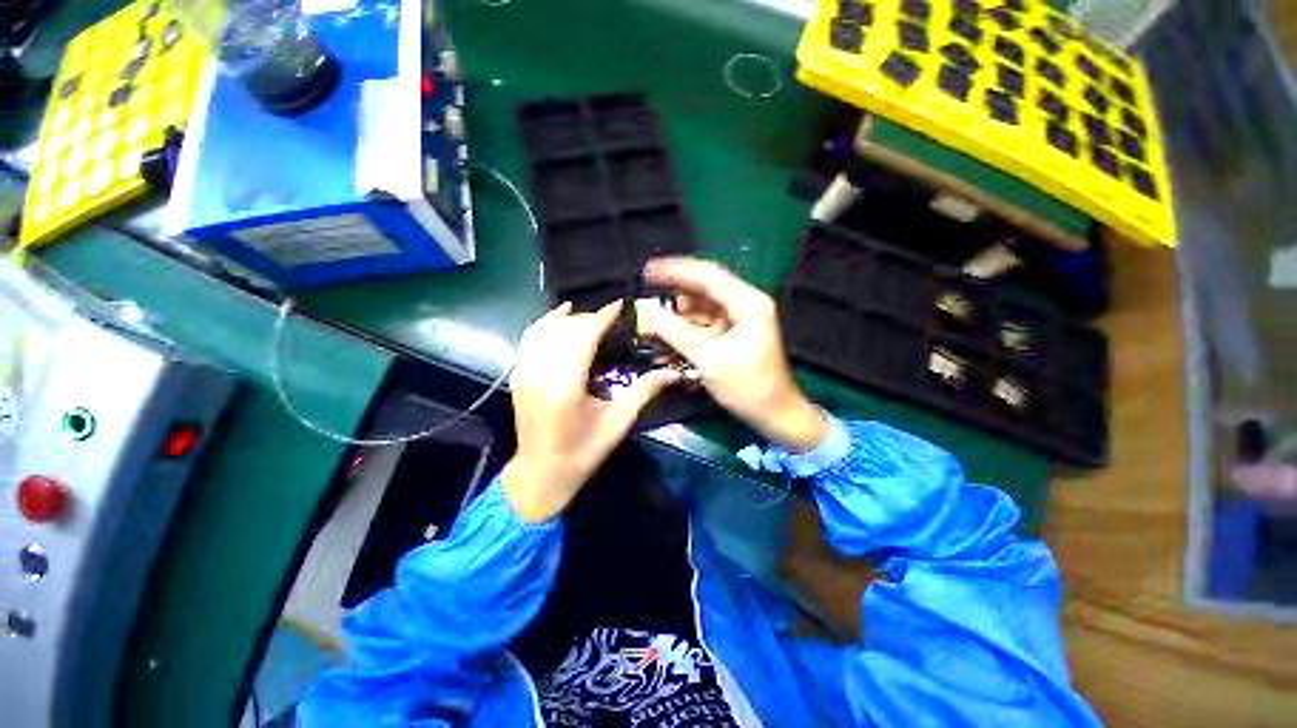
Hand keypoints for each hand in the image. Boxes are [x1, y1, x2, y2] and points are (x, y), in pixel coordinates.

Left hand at [502, 300, 679, 522]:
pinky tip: (560, 319)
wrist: (540, 473)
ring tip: (589, 320)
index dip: (602, 316)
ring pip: (544, 327)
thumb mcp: (617, 424)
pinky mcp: (517, 374)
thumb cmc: (582, 452)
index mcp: (567, 386)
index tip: (619, 305)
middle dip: (589, 318)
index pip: (584, 336)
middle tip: (610, 321)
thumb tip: (672, 373)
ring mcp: (524, 372)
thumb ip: (643, 393)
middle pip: (566, 328)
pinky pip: (529, 337)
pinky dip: (545, 323)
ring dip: (568, 319)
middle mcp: (541, 372)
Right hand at [639, 257, 826, 451]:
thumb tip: (649, 314)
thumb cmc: (747, 387)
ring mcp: (738, 321)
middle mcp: (744, 305)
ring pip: (701, 310)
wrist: (774, 415)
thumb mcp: (708, 359)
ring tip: (652, 322)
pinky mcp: (732, 336)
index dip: (676, 271)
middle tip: (646, 299)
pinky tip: (666, 340)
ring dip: (677, 317)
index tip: (649, 271)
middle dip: (674, 296)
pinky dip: (686, 332)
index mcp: (747, 303)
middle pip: (704, 291)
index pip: (708, 276)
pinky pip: (704, 327)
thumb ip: (677, 333)